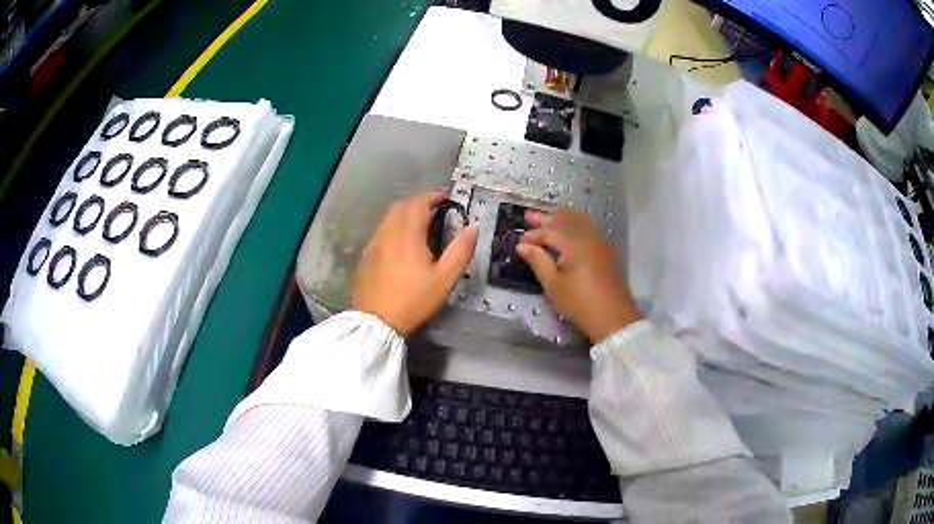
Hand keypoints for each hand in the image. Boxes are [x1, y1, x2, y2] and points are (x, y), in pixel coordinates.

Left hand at [353, 191, 478, 335]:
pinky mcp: (366, 256)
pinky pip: (381, 231)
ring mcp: (374, 244)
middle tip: (435, 210)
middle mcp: (387, 233)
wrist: (376, 321)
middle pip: (401, 206)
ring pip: (388, 218)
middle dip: (418, 202)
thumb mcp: (444, 279)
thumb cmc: (414, 300)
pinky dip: (394, 227)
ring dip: (405, 214)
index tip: (446, 198)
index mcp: (407, 235)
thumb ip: (460, 251)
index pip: (418, 203)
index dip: (433, 196)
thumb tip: (472, 228)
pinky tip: (401, 244)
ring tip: (420, 225)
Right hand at [518, 209, 641, 342]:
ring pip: (578, 220)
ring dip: (561, 216)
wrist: (613, 317)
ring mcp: (599, 241)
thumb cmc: (579, 303)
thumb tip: (522, 246)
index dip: (534, 235)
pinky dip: (574, 222)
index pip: (549, 231)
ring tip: (547, 216)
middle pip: (565, 219)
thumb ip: (538, 261)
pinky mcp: (605, 249)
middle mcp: (587, 236)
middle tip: (529, 215)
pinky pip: (588, 226)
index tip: (520, 242)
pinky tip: (569, 227)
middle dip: (546, 217)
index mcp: (573, 244)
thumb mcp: (553, 285)